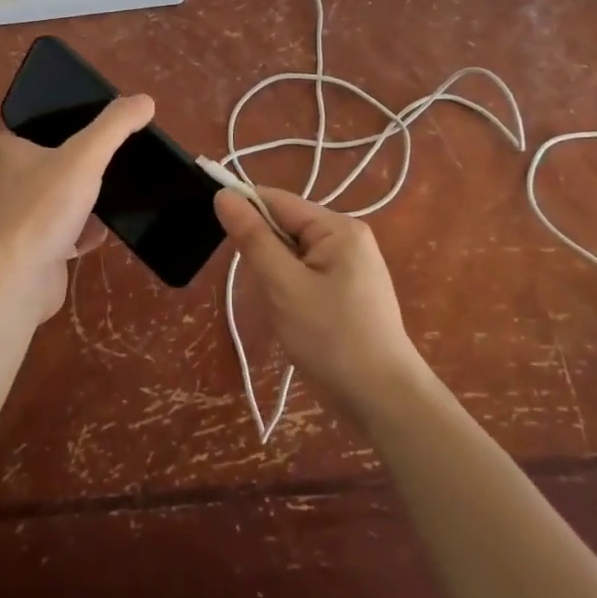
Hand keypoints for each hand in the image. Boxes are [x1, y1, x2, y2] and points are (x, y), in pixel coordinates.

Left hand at [0, 95, 154, 322]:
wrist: (22, 276)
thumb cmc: (45, 206)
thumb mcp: (86, 155)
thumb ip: (115, 126)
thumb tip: (145, 100)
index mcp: (8, 158)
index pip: (6, 139)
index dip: (26, 134)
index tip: (57, 132)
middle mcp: (5, 189)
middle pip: (28, 171)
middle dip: (54, 167)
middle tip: (87, 160)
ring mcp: (17, 225)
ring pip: (45, 205)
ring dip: (68, 201)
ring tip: (101, 193)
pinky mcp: (31, 254)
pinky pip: (58, 237)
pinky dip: (78, 234)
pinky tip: (101, 233)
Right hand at [213, 187, 429, 420]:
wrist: (384, 403)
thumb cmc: (332, 339)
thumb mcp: (284, 286)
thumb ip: (253, 238)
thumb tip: (224, 195)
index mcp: (338, 227)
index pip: (277, 200)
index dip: (243, 209)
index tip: (212, 228)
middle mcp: (348, 238)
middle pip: (286, 226)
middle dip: (263, 252)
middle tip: (260, 289)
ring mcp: (351, 266)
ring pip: (293, 254)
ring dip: (275, 275)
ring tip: (279, 309)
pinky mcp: (349, 291)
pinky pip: (306, 274)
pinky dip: (290, 289)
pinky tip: (292, 318)